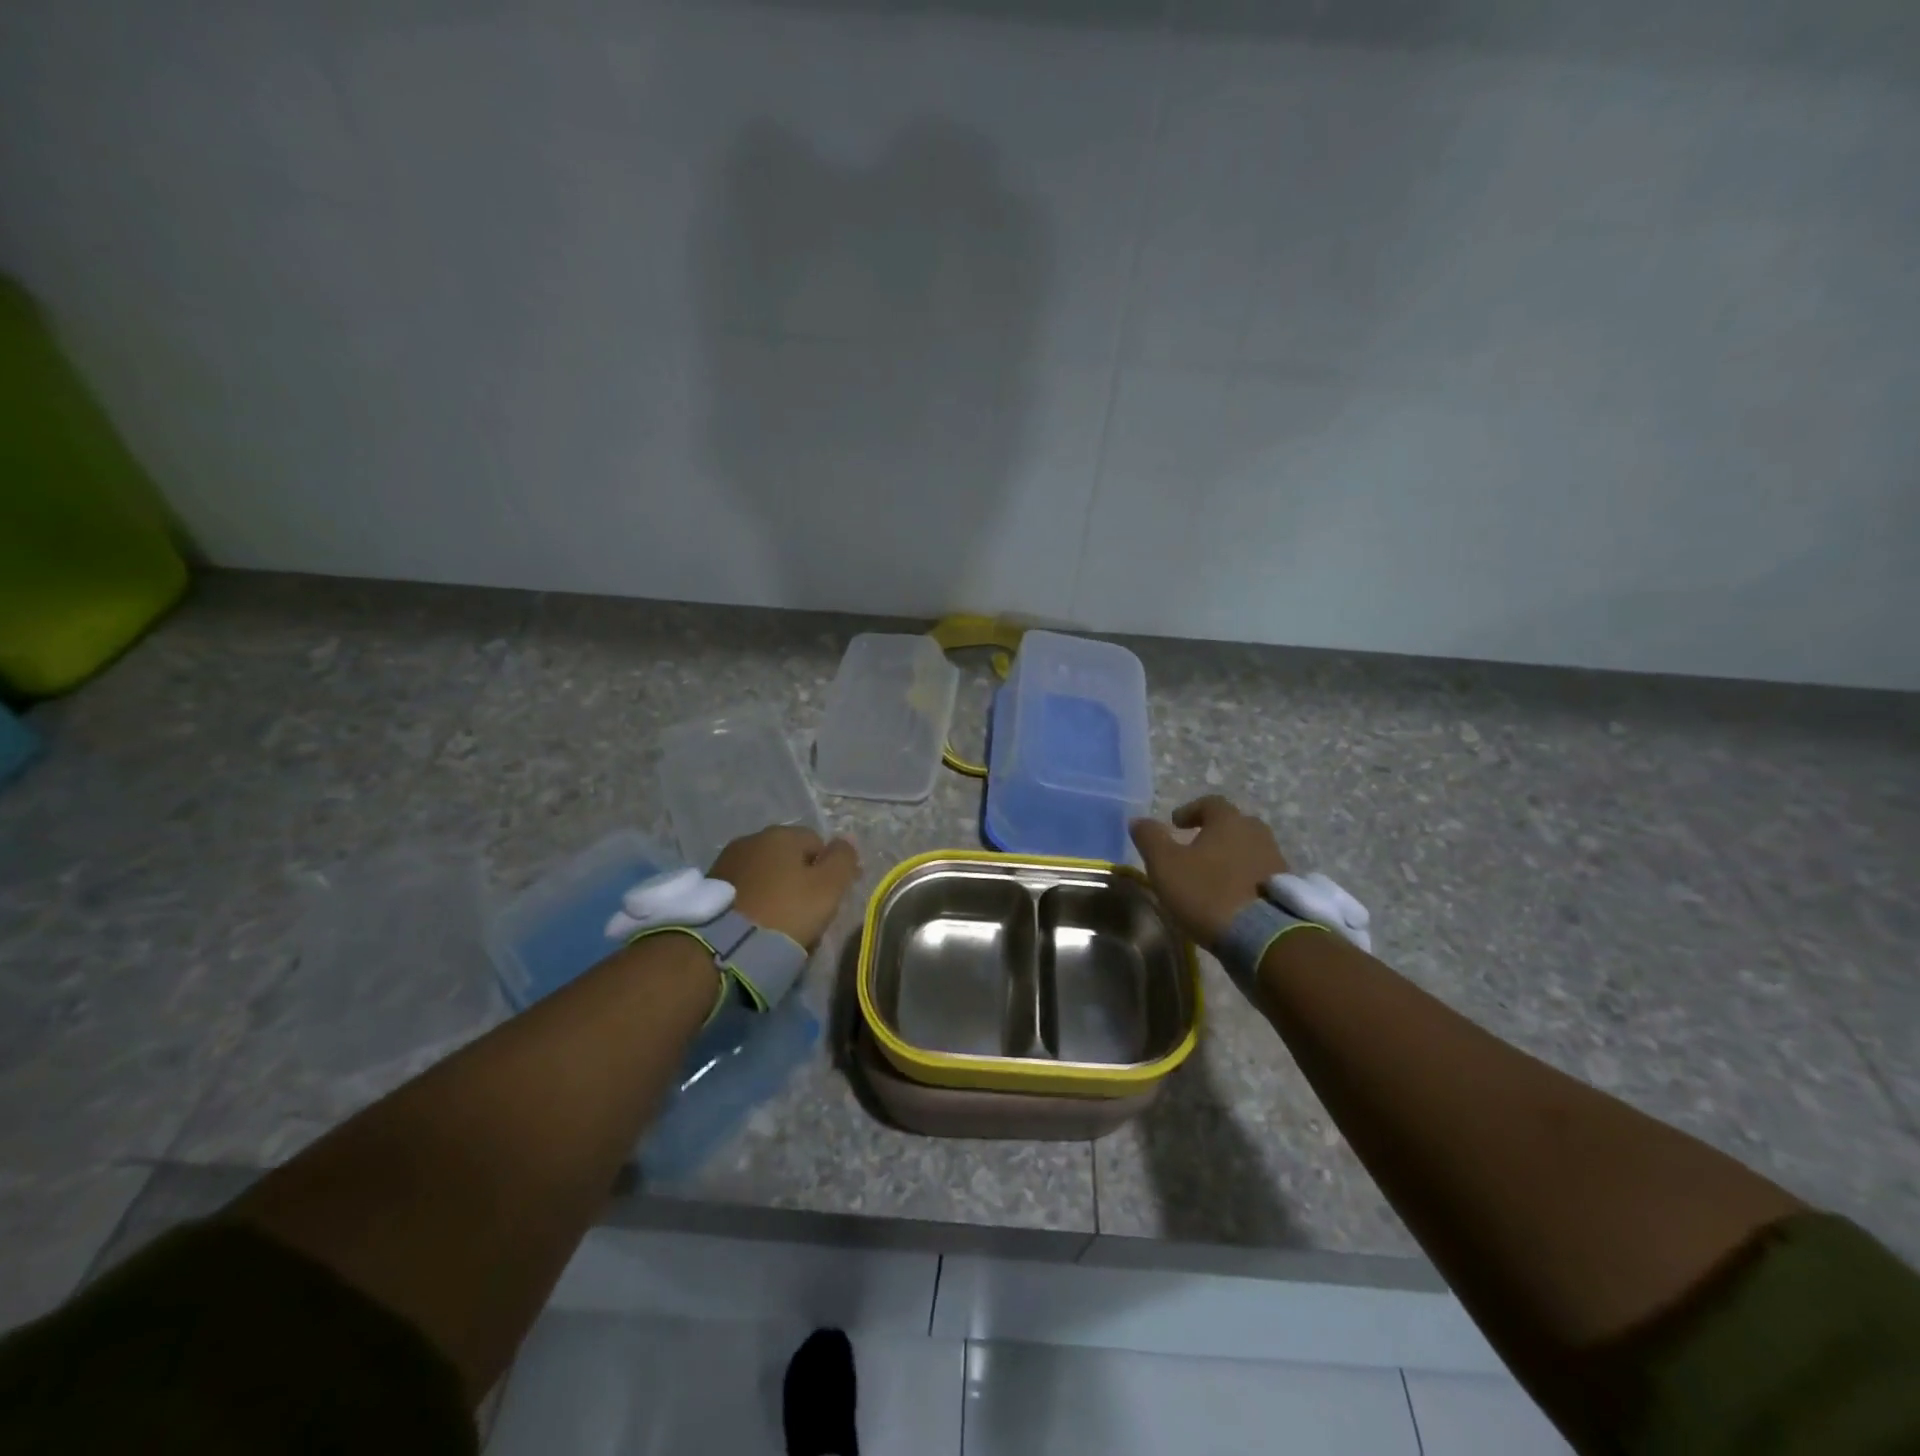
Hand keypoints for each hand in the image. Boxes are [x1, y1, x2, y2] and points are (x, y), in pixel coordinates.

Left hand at [710, 825, 860, 948]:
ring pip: (767, 875)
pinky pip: (746, 891)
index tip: (831, 900)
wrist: (724, 947)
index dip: (829, 871)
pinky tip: (759, 926)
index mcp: (782, 834)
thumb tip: (848, 839)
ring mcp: (727, 862)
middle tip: (808, 915)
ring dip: (778, 892)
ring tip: (782, 925)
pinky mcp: (711, 888)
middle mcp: (752, 839)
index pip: (818, 844)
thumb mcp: (828, 887)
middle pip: (791, 859)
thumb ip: (843, 859)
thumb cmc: (785, 912)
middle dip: (802, 881)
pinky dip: (756, 903)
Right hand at [1130, 796, 1289, 946]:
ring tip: (1213, 876)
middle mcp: (1257, 833)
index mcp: (1229, 821)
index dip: (1191, 810)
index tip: (1176, 824)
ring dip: (1231, 857)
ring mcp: (1275, 860)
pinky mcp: (1285, 889)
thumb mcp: (1165, 865)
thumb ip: (1150, 838)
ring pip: (1249, 849)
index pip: (1210, 803)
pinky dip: (1244, 878)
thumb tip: (1138, 820)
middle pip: (1234, 824)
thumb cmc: (1208, 892)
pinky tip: (1231, 897)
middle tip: (1196, 849)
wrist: (1263, 937)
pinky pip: (1260, 873)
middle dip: (1214, 833)